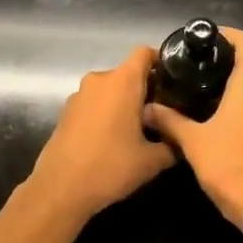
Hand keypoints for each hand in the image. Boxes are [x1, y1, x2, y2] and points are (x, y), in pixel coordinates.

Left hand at [24, 47, 176, 221]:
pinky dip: (106, 113)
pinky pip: (94, 103)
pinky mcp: (66, 111)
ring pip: (110, 89)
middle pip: (128, 73)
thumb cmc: (111, 167)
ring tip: (137, 130)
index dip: (160, 62)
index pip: (144, 53)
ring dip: (124, 103)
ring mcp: (79, 95)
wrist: (60, 189)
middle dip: (145, 89)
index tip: (173, 82)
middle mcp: (100, 80)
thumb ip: (172, 145)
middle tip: (161, 114)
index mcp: (123, 81)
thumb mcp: (152, 161)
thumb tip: (181, 141)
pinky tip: (112, 139)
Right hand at [142, 28, 242, 227]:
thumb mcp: (193, 141)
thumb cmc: (230, 164)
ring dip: (239, 78)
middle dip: (230, 56)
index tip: (206, 39)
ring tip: (207, 85)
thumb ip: (169, 120)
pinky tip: (223, 112)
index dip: (229, 34)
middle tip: (200, 62)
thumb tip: (148, 108)